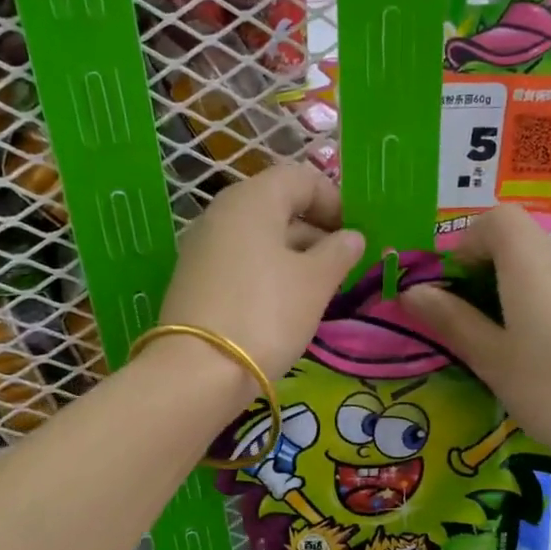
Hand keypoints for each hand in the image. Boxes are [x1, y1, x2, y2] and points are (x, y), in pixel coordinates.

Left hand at [158, 164, 364, 383]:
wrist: (198, 371)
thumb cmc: (266, 314)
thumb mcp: (315, 282)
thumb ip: (339, 252)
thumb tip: (352, 237)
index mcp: (252, 199)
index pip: (300, 178)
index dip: (334, 200)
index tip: (355, 234)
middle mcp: (221, 213)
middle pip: (277, 206)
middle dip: (315, 230)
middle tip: (343, 264)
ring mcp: (203, 247)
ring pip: (259, 237)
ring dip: (293, 254)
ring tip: (320, 288)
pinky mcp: (195, 279)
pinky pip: (240, 261)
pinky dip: (267, 272)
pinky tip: (286, 303)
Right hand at [399, 205, 550, 471]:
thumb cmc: (549, 390)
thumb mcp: (488, 357)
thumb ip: (449, 318)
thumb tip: (411, 291)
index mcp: (532, 265)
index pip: (498, 217)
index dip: (466, 241)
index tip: (451, 285)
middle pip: (517, 237)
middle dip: (481, 264)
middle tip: (463, 313)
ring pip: (537, 262)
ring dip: (505, 283)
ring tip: (493, 334)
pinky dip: (532, 299)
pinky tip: (529, 348)